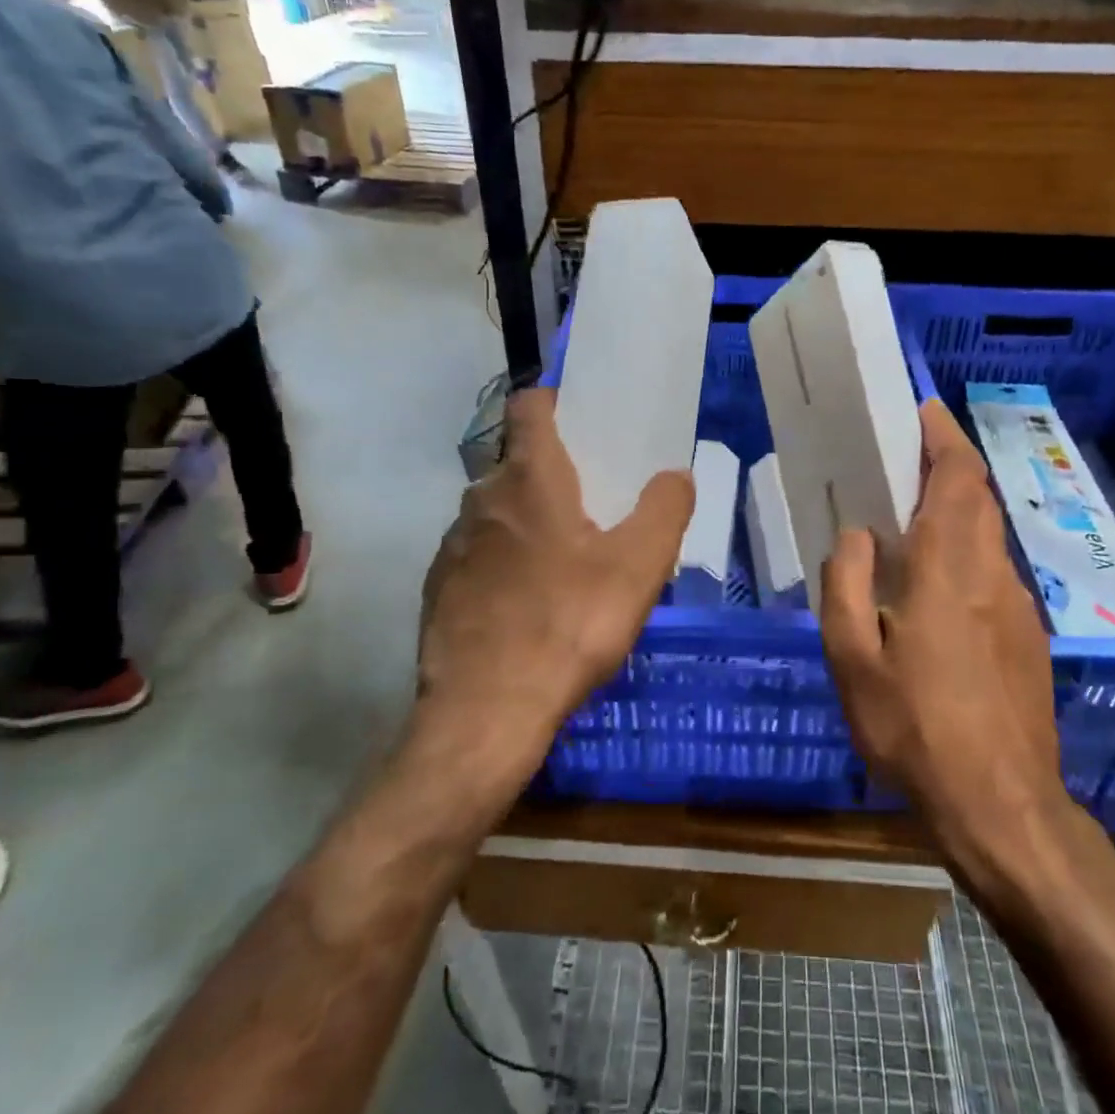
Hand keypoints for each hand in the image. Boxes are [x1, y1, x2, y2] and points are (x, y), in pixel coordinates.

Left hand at [414, 388, 694, 779]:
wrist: (486, 712)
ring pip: (497, 512)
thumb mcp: (639, 567)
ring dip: (528, 520)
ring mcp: (453, 544)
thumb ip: (664, 510)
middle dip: (554, 472)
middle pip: (518, 462)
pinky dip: (503, 561)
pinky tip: (528, 603)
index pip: (530, 406)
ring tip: (565, 559)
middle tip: (595, 503)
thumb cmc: (569, 625)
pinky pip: (479, 554)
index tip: (584, 420)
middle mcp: (482, 499)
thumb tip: (675, 476)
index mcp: (531, 479)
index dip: (556, 401)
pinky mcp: (439, 586)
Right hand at [820, 398, 1064, 840]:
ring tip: (908, 525)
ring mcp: (1019, 607)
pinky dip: (965, 555)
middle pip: (978, 499)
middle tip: (903, 462)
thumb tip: (856, 535)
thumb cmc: (914, 728)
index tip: (923, 410)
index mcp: (948, 569)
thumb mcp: (852, 659)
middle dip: (948, 467)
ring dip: (955, 513)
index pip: (958, 479)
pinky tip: (933, 592)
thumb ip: (845, 584)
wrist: (1001, 805)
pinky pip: (993, 574)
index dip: (944, 437)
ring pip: (988, 537)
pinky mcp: (1029, 638)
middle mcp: (993, 575)